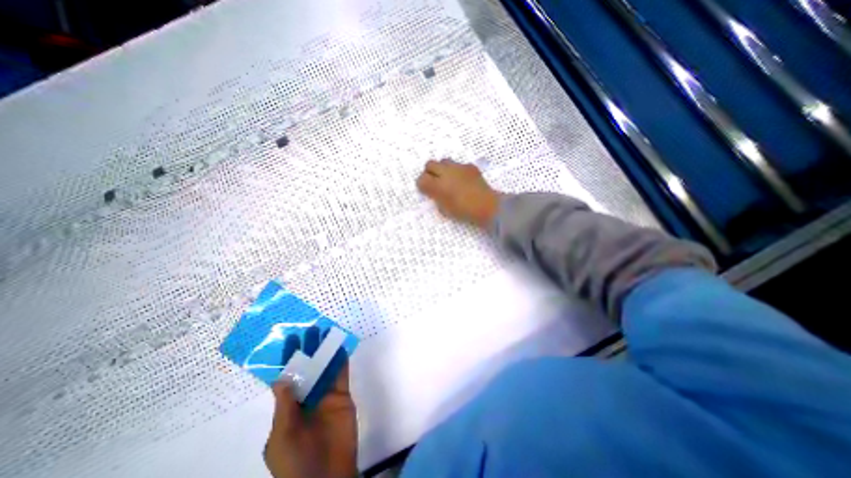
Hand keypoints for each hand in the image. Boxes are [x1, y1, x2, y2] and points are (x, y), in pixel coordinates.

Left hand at [266, 344, 358, 476]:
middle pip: (308, 368)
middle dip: (309, 350)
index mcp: (288, 408)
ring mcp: (326, 396)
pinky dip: (341, 361)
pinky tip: (341, 346)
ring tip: (327, 332)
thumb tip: (282, 378)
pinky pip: (341, 375)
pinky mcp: (342, 396)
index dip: (287, 359)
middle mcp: (307, 397)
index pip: (287, 378)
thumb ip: (284, 406)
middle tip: (312, 328)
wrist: (328, 477)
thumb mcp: (282, 437)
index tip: (290, 339)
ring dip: (326, 351)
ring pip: (325, 368)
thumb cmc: (296, 462)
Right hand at [415, 159, 499, 227]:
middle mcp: (446, 172)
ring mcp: (459, 167)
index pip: (422, 179)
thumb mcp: (445, 209)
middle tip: (433, 181)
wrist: (486, 205)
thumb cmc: (464, 211)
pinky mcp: (469, 166)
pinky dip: (457, 171)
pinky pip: (458, 165)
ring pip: (444, 161)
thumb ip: (436, 198)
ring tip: (447, 179)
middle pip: (430, 164)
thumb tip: (434, 191)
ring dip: (442, 169)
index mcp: (438, 185)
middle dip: (429, 172)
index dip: (422, 184)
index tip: (425, 189)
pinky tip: (462, 180)